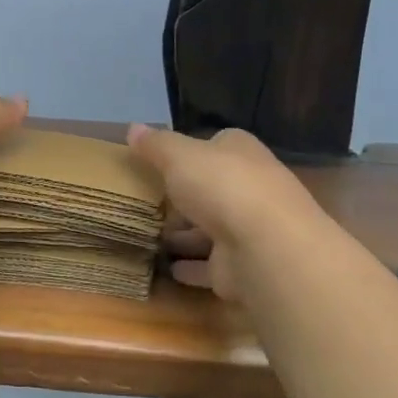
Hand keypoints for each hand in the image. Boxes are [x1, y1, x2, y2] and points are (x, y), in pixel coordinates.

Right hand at [126, 124, 323, 298]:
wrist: (265, 247)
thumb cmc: (222, 187)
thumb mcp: (179, 156)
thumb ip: (156, 145)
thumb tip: (133, 128)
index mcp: (241, 153)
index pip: (218, 145)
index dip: (192, 151)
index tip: (162, 161)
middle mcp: (250, 188)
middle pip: (213, 189)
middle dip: (185, 196)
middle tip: (148, 202)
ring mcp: (248, 230)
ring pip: (211, 230)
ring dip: (186, 235)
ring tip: (150, 237)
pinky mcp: (241, 267)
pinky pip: (209, 266)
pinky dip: (192, 267)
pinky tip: (169, 269)